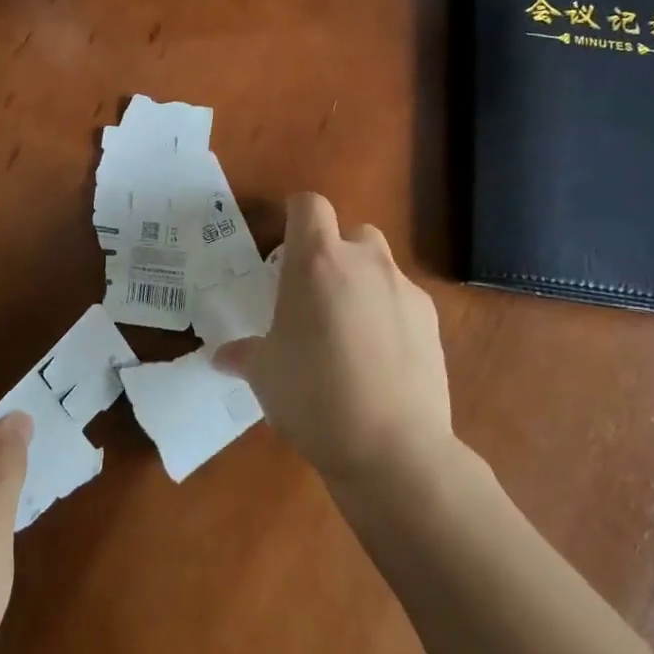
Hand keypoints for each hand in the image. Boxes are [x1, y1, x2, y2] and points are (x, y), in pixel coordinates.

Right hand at [214, 192, 453, 484]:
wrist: (392, 448)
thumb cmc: (312, 397)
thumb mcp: (264, 375)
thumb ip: (244, 354)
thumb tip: (222, 357)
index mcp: (315, 262)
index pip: (309, 205)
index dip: (296, 217)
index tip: (285, 246)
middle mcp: (364, 262)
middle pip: (351, 232)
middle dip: (335, 254)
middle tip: (316, 296)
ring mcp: (404, 289)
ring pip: (381, 266)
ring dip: (364, 283)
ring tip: (350, 331)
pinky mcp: (432, 320)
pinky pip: (404, 301)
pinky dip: (390, 315)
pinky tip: (381, 360)